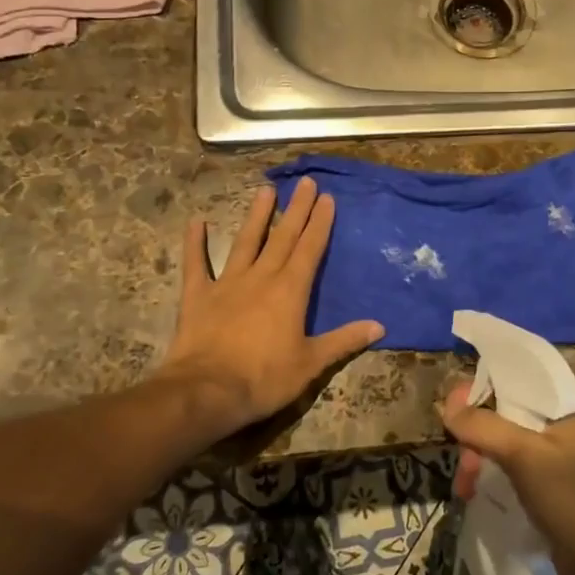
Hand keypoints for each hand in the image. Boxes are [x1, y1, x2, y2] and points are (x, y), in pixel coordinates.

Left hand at [161, 178, 383, 444]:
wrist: (207, 392)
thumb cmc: (264, 379)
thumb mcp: (311, 364)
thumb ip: (344, 341)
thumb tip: (379, 326)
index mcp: (291, 291)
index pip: (310, 249)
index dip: (320, 223)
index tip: (327, 198)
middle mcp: (261, 277)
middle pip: (283, 237)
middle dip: (296, 209)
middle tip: (305, 182)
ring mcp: (227, 283)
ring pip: (245, 241)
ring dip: (256, 215)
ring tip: (265, 189)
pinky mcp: (198, 295)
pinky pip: (196, 264)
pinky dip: (195, 243)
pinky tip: (197, 222)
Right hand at [440, 385, 574, 574]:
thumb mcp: (526, 455)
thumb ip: (485, 428)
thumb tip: (448, 407)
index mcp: (561, 412)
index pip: (515, 382)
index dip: (482, 387)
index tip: (452, 406)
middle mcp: (558, 434)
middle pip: (504, 418)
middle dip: (476, 435)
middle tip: (463, 465)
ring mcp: (554, 468)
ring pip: (504, 450)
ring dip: (479, 462)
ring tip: (465, 490)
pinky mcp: (549, 499)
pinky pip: (511, 478)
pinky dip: (491, 482)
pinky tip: (477, 498)